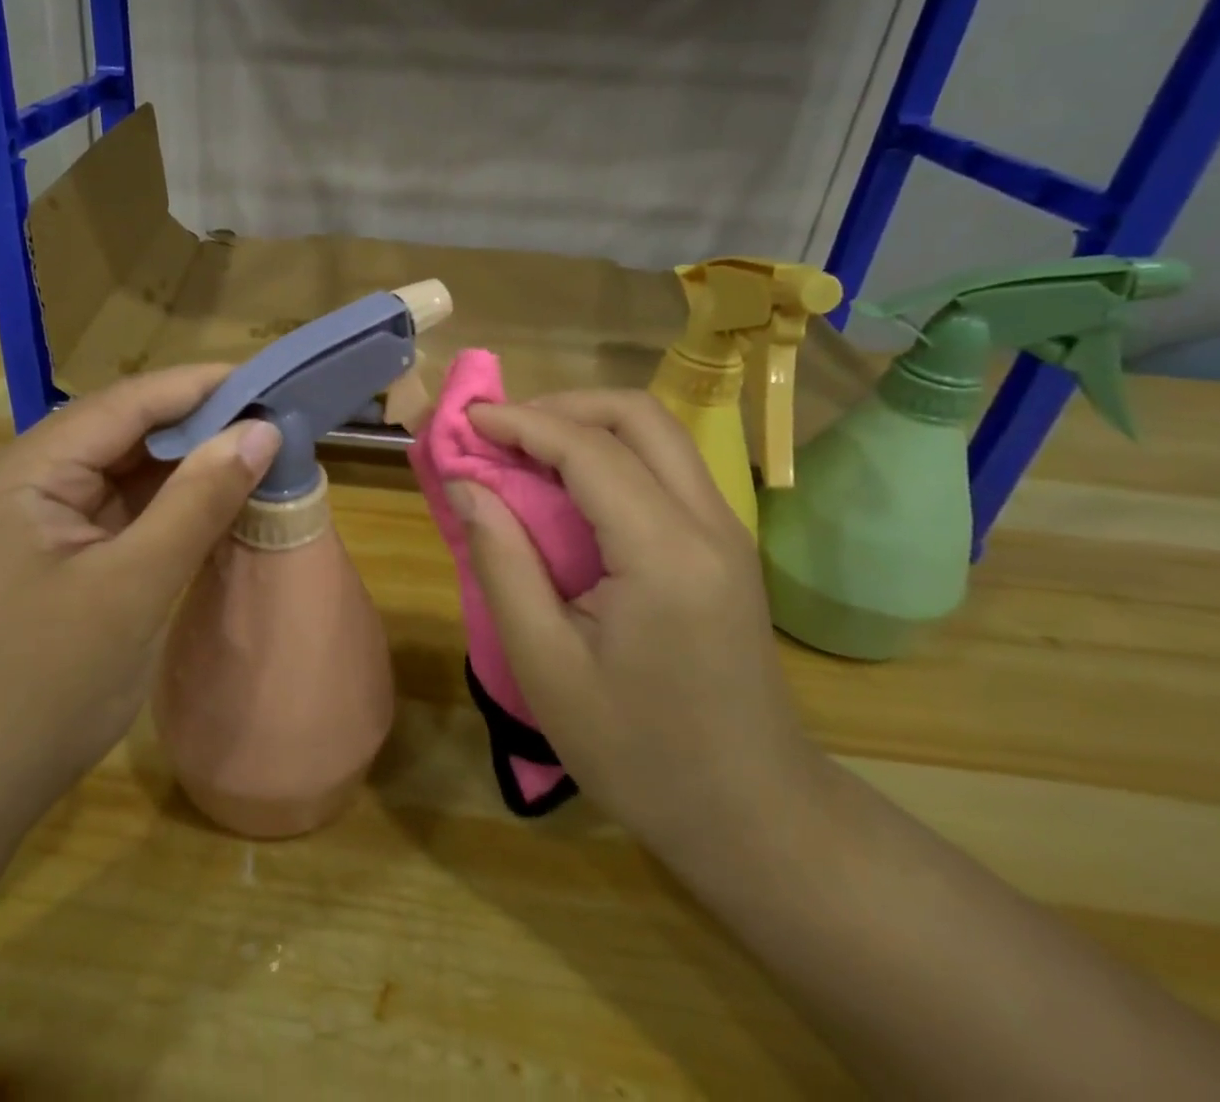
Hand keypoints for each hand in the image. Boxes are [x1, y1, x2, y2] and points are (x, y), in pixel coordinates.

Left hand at [0, 366, 280, 824]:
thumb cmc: (48, 686)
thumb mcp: (135, 586)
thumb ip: (198, 501)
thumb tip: (262, 431)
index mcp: (26, 472)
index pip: (124, 404)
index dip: (198, 387)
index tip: (266, 381)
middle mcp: (25, 480)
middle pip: (122, 431)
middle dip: (196, 425)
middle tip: (271, 420)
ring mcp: (37, 518)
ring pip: (123, 470)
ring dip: (186, 464)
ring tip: (255, 452)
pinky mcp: (54, 552)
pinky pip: (120, 509)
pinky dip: (167, 504)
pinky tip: (213, 500)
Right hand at [448, 390, 821, 863]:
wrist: (753, 814)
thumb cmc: (637, 751)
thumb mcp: (545, 665)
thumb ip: (501, 562)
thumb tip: (466, 485)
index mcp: (665, 554)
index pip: (589, 450)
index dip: (521, 422)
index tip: (467, 418)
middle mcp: (709, 524)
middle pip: (638, 417)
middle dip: (561, 406)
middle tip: (500, 432)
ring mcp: (726, 532)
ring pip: (658, 435)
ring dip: (587, 425)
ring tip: (525, 451)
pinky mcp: (725, 547)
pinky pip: (665, 468)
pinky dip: (610, 454)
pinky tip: (568, 487)